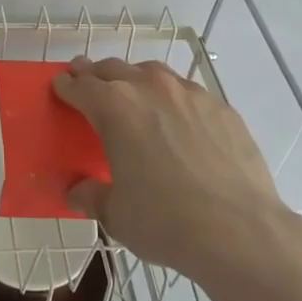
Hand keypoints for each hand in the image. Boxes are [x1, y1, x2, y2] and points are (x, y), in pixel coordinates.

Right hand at [53, 55, 300, 289]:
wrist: (240, 231)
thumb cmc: (165, 221)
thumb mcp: (116, 214)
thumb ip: (91, 195)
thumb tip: (78, 191)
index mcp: (114, 108)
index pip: (80, 86)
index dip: (66, 86)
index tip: (61, 86)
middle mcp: (149, 88)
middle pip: (113, 69)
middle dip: (96, 74)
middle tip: (89, 83)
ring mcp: (190, 94)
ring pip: (153, 73)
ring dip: (136, 79)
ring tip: (135, 96)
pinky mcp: (222, 108)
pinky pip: (189, 93)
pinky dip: (175, 99)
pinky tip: (181, 122)